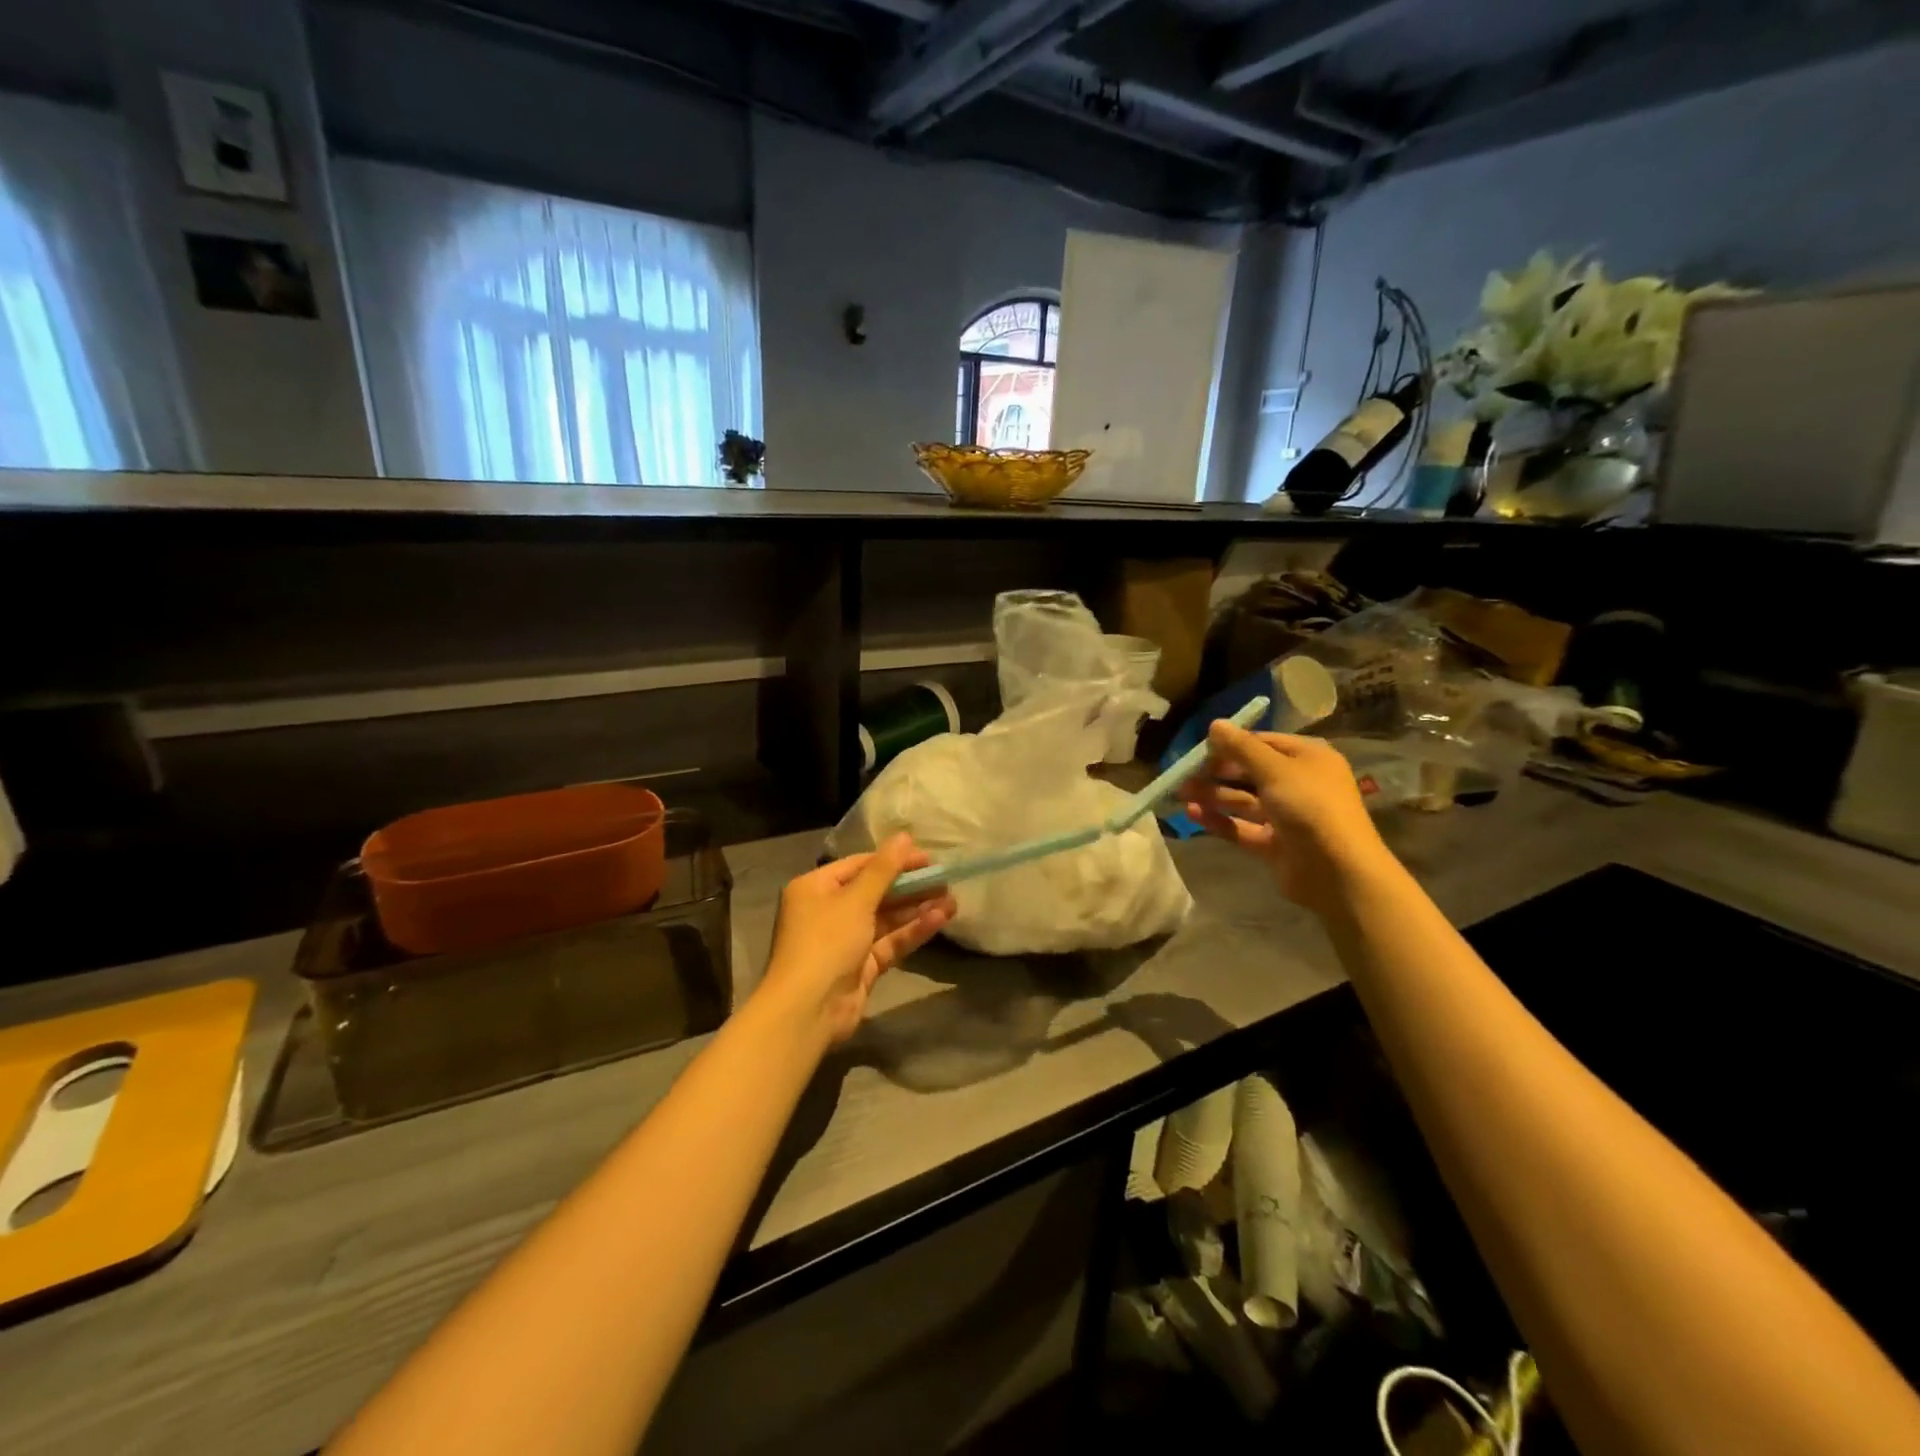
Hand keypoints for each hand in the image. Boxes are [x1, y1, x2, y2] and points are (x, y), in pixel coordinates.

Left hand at [756, 834, 956, 1047]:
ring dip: (917, 908)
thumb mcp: (855, 900)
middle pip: (875, 891)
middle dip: (910, 886)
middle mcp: (828, 911)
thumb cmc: (826, 942)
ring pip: (886, 918)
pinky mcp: (862, 965)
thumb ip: (884, 869)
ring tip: (952, 899)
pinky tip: (939, 919)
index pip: (859, 865)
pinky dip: (912, 931)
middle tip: (944, 879)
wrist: (808, 1010)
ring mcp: (846, 940)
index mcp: (815, 888)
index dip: (893, 860)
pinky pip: (890, 941)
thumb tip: (904, 836)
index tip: (927, 858)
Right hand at [1182, 721, 1391, 917]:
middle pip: (1250, 772)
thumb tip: (1215, 724)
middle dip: (1216, 773)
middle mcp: (1298, 784)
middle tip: (1184, 774)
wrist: (1338, 872)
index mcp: (1307, 759)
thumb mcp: (1275, 769)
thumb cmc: (1311, 807)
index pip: (1263, 743)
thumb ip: (1242, 747)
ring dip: (1213, 795)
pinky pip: (1242, 827)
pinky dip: (1219, 820)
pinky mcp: (1274, 844)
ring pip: (1243, 800)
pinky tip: (1193, 814)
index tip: (1200, 749)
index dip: (1232, 744)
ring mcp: (1286, 816)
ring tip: (1181, 794)